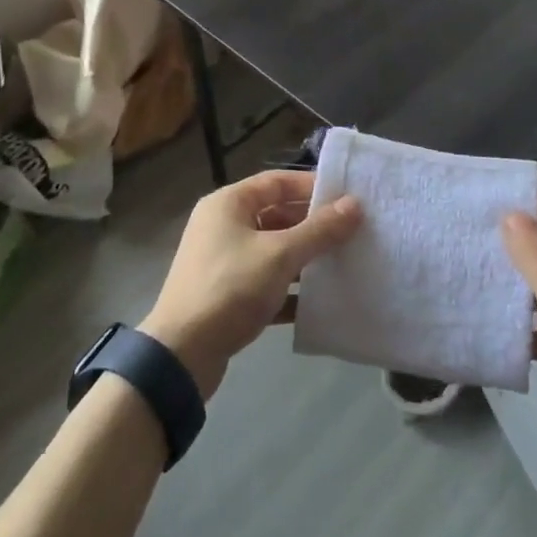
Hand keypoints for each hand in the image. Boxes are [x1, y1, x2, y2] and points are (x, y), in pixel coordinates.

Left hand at [141, 169, 360, 398]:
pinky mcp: (228, 295)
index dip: (312, 187)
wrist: (182, 355)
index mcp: (228, 204)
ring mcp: (224, 262)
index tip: (348, 198)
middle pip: (276, 215)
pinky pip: (267, 282)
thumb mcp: (280, 255)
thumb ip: (319, 230)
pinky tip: (321, 301)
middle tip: (353, 232)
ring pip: (274, 251)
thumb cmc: (230, 288)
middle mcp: (223, 226)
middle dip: (313, 225)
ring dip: (305, 258)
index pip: (276, 182)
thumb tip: (355, 204)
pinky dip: (291, 289)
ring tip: (345, 263)